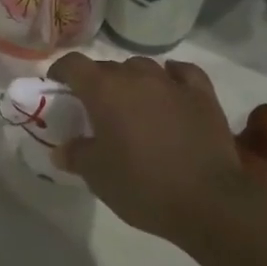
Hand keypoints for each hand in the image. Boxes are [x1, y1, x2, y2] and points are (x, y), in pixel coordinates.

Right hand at [46, 53, 266, 242]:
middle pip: (108, 67)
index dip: (61, 72)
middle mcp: (136, 76)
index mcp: (104, 90)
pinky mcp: (202, 94)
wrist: (208, 200)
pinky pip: (182, 73)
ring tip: (134, 105)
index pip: (73, 64)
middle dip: (97, 83)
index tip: (58, 87)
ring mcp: (171, 82)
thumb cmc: (143, 186)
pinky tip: (171, 90)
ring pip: (143, 67)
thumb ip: (76, 155)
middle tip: (96, 110)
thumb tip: (62, 148)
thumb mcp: (98, 177)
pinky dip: (172, 78)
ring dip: (133, 80)